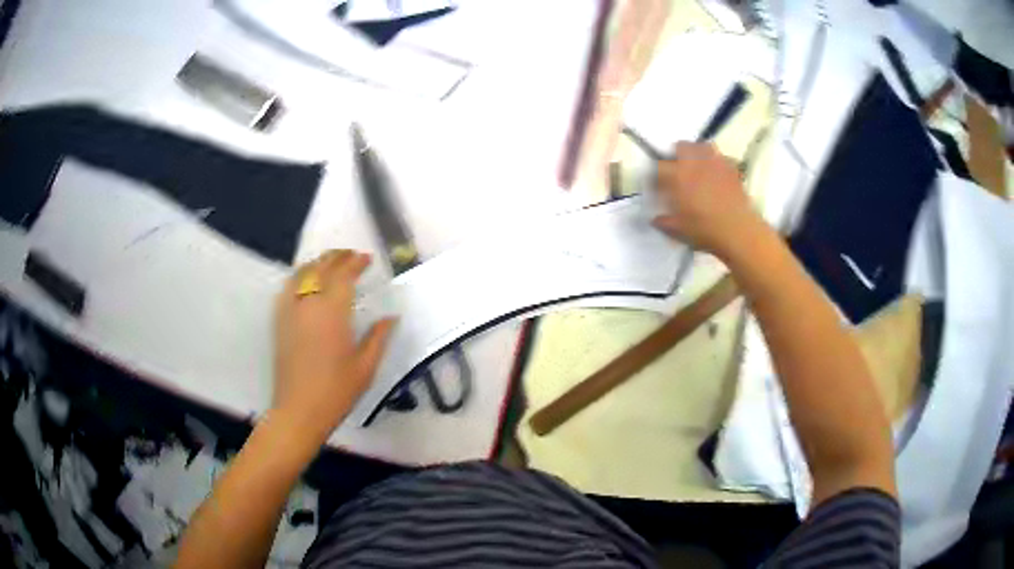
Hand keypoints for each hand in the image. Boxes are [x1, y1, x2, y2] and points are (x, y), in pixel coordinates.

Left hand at [272, 250, 395, 443]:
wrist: (299, 410)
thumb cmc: (336, 391)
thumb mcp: (366, 367)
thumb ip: (378, 337)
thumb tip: (391, 317)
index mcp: (332, 311)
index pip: (344, 275)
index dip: (356, 263)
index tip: (367, 259)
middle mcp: (309, 303)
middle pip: (321, 268)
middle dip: (337, 257)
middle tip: (351, 255)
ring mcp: (290, 310)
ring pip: (301, 273)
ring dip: (317, 263)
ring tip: (330, 262)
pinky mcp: (279, 321)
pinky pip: (287, 287)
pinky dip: (298, 276)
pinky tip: (305, 281)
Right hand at [652, 142, 766, 259]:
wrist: (739, 232)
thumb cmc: (705, 230)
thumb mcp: (679, 230)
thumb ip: (665, 222)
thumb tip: (656, 220)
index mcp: (678, 176)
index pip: (659, 166)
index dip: (656, 176)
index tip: (656, 186)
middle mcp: (696, 164)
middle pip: (681, 146)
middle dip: (676, 155)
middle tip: (676, 170)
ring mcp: (716, 164)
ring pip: (703, 146)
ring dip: (697, 152)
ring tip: (697, 166)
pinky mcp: (733, 170)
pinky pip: (722, 158)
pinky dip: (717, 162)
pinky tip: (717, 175)